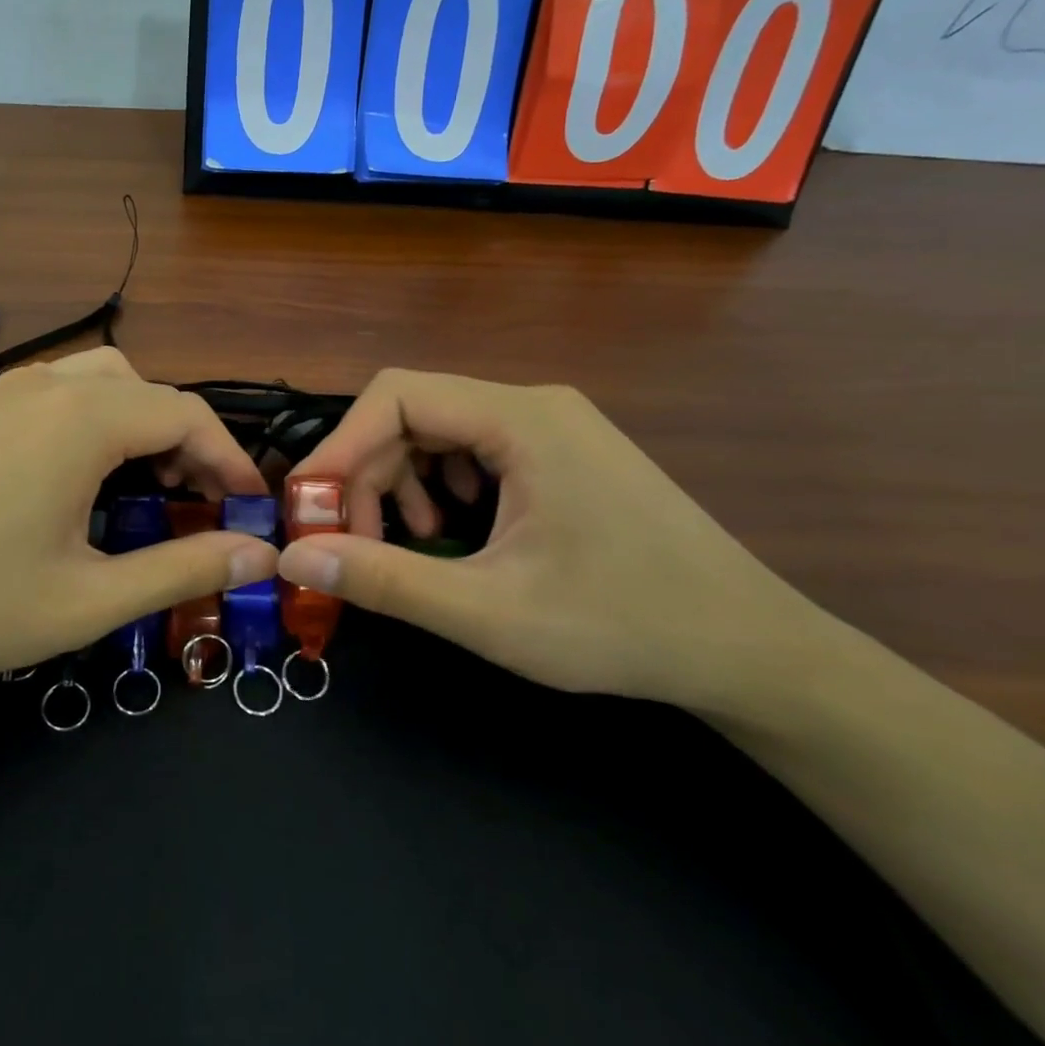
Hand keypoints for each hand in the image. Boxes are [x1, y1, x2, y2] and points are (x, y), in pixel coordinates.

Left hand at [0, 348, 276, 705]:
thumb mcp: (89, 598)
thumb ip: (183, 568)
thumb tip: (261, 552)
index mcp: (82, 419)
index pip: (186, 415)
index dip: (230, 459)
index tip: (251, 506)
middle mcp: (47, 386)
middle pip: (148, 391)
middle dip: (188, 440)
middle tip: (200, 500)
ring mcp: (3, 392)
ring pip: (103, 381)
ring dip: (141, 423)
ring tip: (149, 484)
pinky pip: (60, 394)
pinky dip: (97, 421)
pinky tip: (83, 478)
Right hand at [277, 369, 841, 717]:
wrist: (751, 651)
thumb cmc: (621, 626)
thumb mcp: (488, 611)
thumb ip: (384, 580)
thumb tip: (293, 559)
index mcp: (521, 418)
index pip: (396, 395)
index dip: (340, 446)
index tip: (310, 507)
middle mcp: (535, 405)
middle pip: (415, 414)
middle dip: (370, 475)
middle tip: (355, 544)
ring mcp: (554, 427)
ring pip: (442, 433)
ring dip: (404, 484)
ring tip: (410, 546)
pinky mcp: (563, 455)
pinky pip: (476, 452)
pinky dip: (443, 489)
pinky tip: (455, 536)